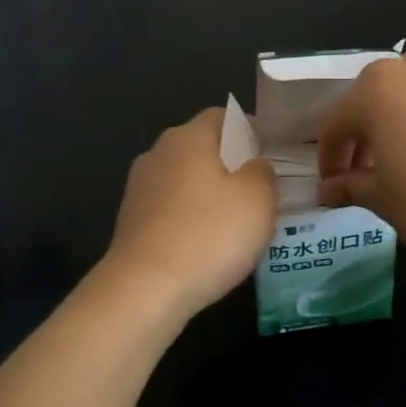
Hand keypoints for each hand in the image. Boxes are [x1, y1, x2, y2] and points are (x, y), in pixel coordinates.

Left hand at [104, 107, 277, 319]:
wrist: (146, 289)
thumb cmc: (209, 234)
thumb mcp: (258, 199)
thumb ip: (263, 172)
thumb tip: (256, 164)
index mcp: (187, 137)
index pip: (223, 116)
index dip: (251, 131)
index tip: (273, 155)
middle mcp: (157, 153)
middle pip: (202, 149)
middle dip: (232, 165)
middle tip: (263, 192)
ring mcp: (139, 189)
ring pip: (186, 181)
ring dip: (211, 195)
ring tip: (239, 223)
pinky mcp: (132, 222)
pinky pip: (172, 210)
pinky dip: (192, 220)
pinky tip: (208, 246)